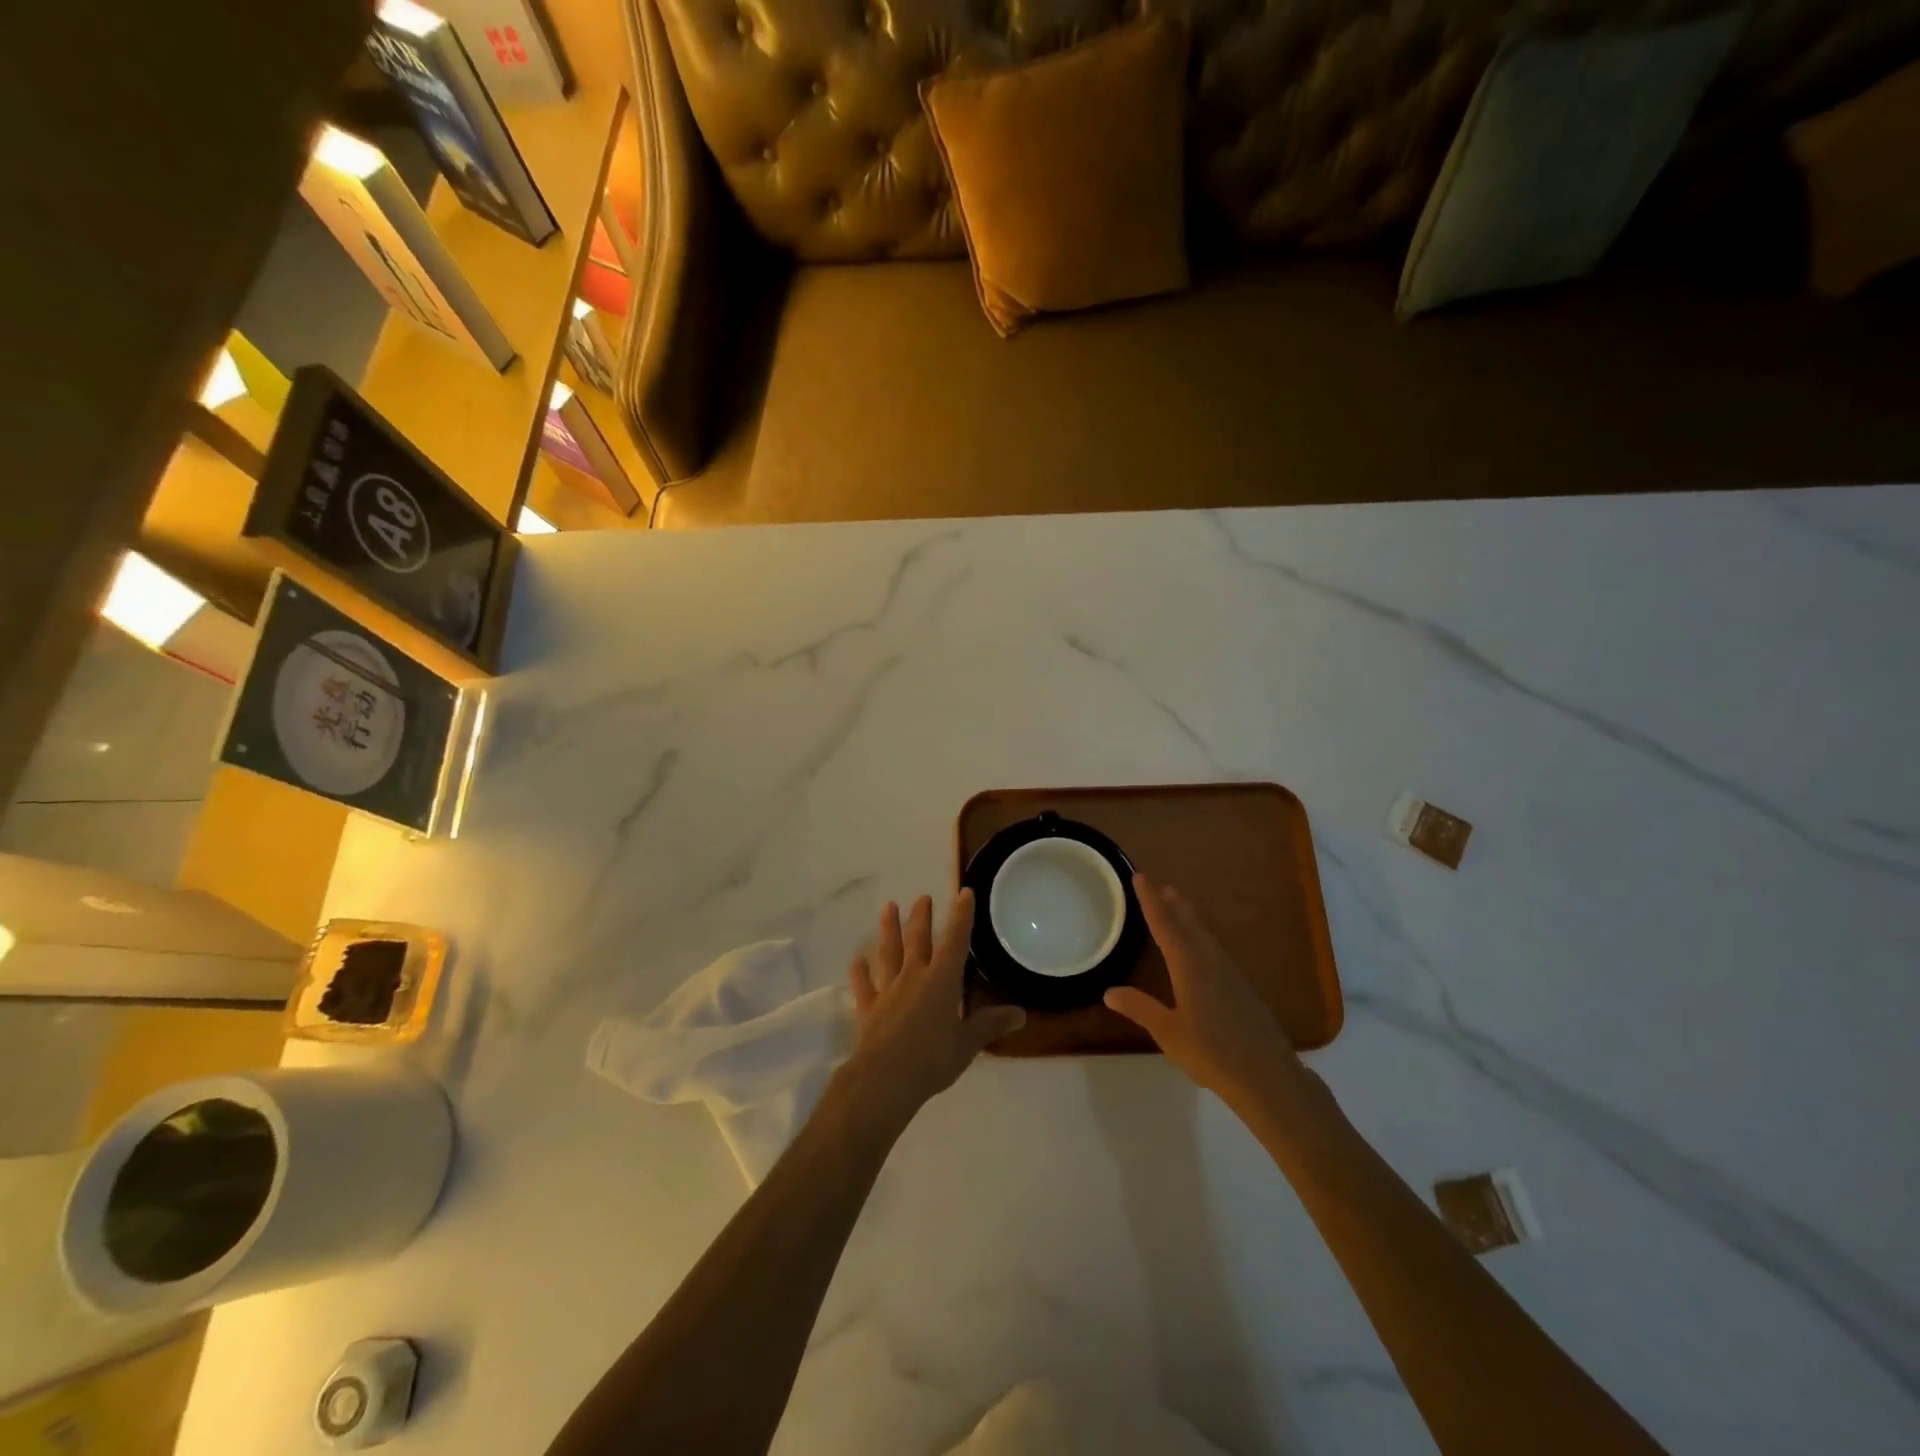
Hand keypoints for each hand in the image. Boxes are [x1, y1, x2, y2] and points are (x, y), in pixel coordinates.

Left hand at [843, 891, 1025, 1125]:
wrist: (885, 1078)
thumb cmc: (932, 1059)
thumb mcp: (968, 1043)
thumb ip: (991, 1024)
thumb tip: (1021, 1014)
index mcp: (942, 981)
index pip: (955, 941)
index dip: (960, 917)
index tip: (963, 893)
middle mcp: (914, 977)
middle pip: (918, 940)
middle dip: (921, 917)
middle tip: (923, 897)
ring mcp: (889, 990)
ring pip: (889, 953)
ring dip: (888, 929)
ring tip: (888, 907)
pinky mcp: (869, 1008)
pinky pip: (864, 985)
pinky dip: (860, 972)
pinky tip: (857, 960)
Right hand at [1105, 876, 1300, 1104]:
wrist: (1268, 1076)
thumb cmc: (1212, 1053)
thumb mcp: (1168, 1033)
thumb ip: (1140, 1008)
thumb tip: (1109, 991)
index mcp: (1189, 966)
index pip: (1165, 925)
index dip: (1151, 901)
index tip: (1140, 877)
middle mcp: (1210, 961)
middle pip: (1188, 924)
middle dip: (1172, 904)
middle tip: (1160, 886)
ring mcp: (1230, 974)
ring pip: (1204, 935)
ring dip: (1189, 918)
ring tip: (1178, 906)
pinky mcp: (1241, 988)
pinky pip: (1214, 949)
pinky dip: (1201, 936)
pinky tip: (1201, 948)